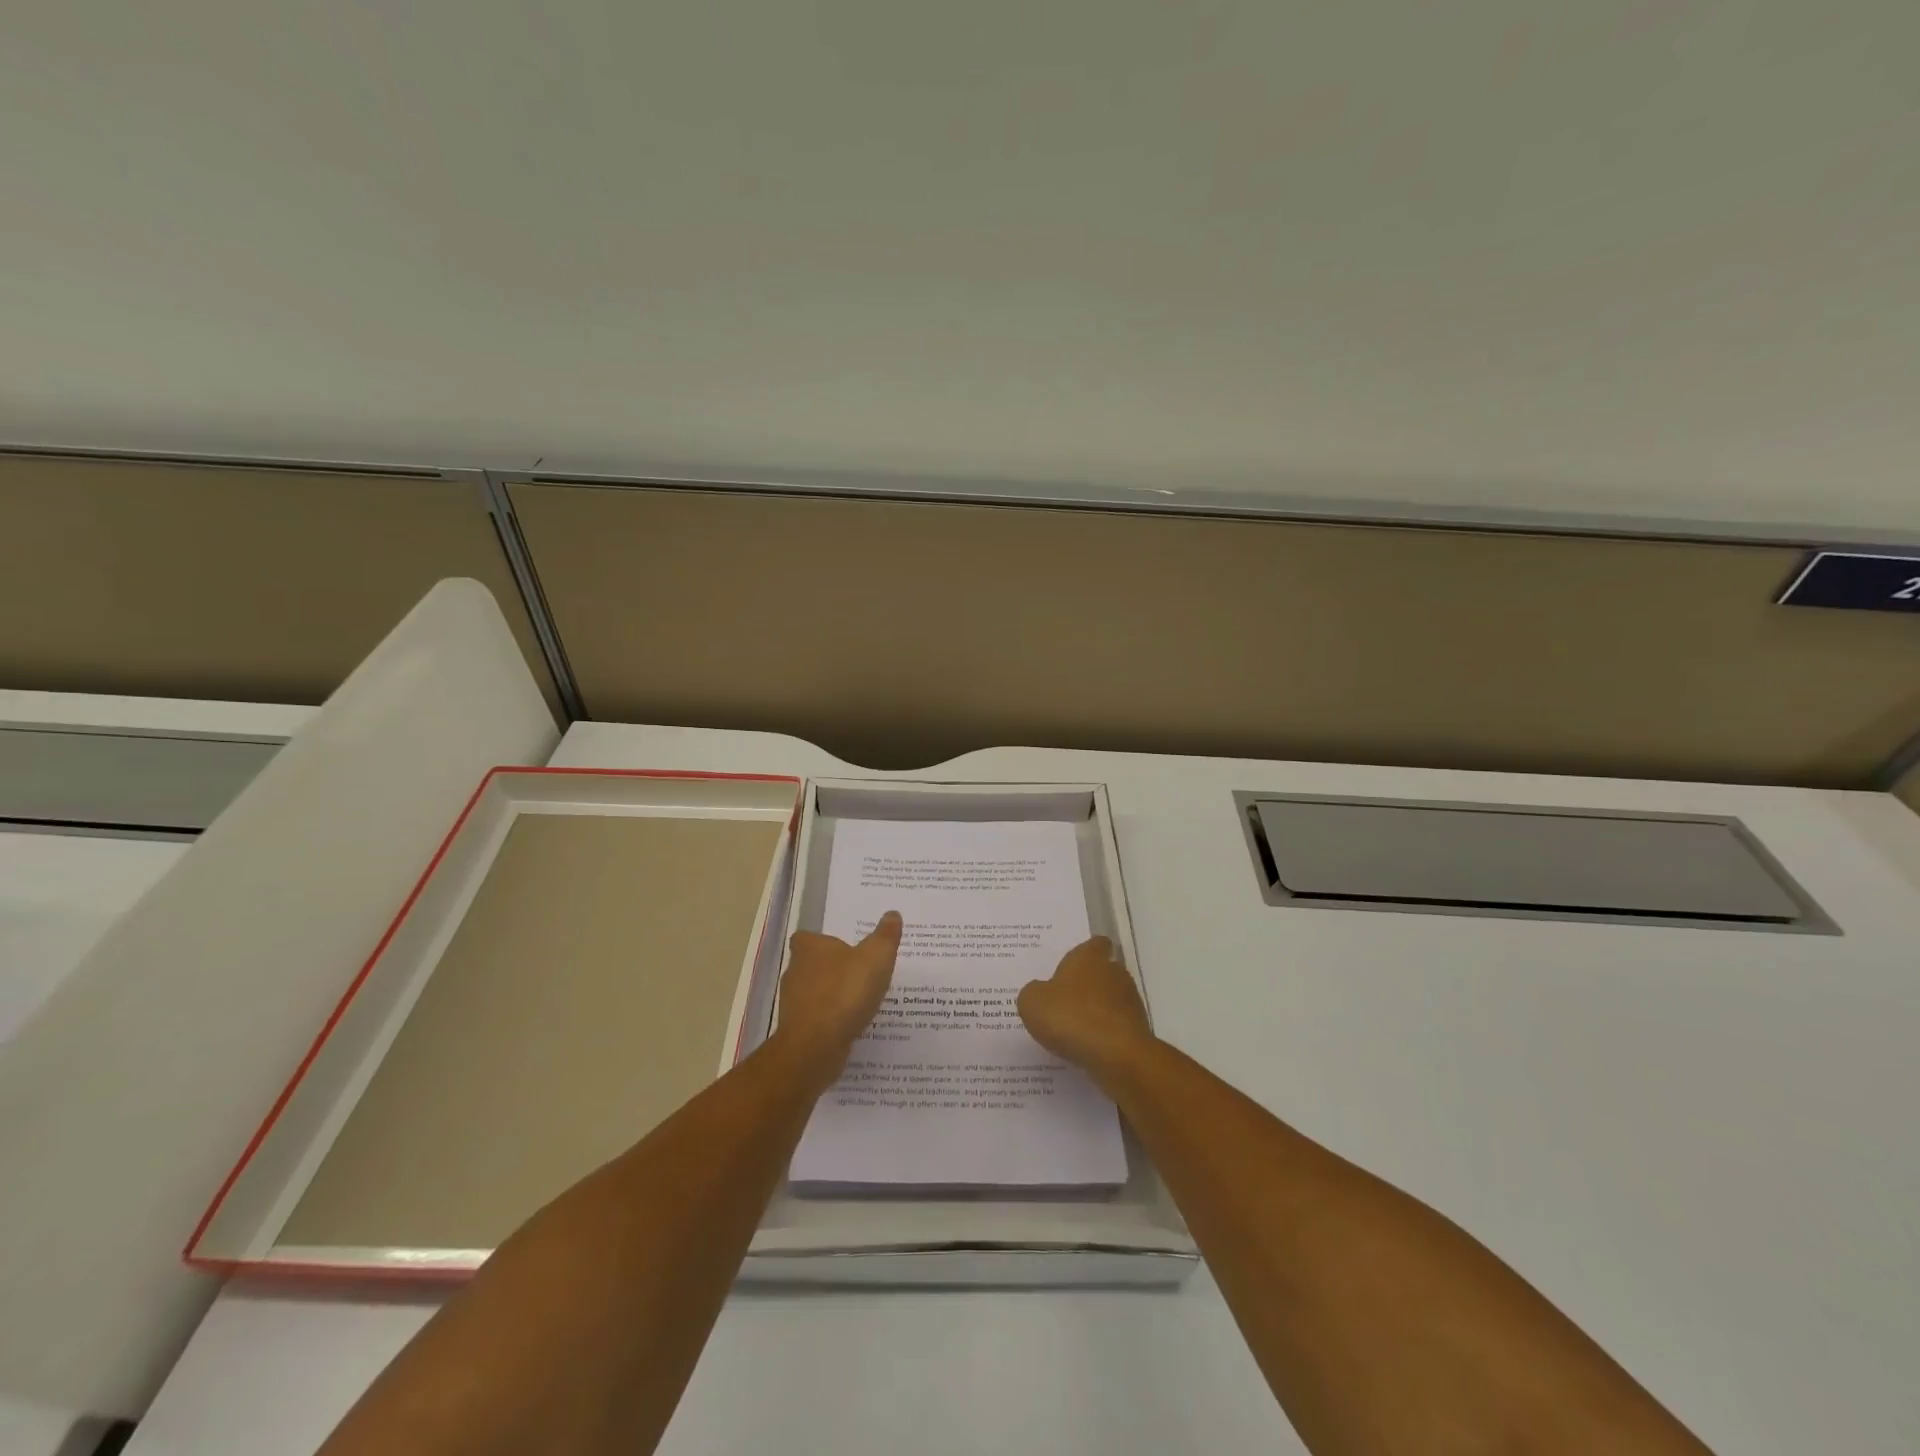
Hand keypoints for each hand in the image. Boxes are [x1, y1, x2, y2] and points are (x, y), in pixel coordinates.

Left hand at [772, 911, 902, 1091]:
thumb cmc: (845, 992)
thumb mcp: (876, 957)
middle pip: (810, 965)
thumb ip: (885, 936)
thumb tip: (892, 913)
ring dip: (831, 996)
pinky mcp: (796, 1030)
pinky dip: (830, 1020)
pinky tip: (850, 1025)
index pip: (807, 937)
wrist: (816, 1046)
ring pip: (813, 993)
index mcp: (810, 948)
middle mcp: (795, 971)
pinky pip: (816, 1019)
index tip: (842, 948)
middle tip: (857, 973)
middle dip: (830, 969)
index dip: (822, 942)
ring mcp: (792, 1003)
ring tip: (859, 1001)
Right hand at [1017, 936, 1156, 1084]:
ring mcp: (1130, 1001)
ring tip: (1074, 1029)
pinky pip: (1117, 1026)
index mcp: (1089, 958)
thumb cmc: (1071, 1017)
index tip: (1071, 966)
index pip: (1095, 944)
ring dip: (1097, 1010)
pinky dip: (1105, 1033)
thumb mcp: (1033, 1002)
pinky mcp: (1138, 1029)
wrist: (1117, 1056)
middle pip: (1103, 971)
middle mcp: (1114, 972)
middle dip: (1088, 984)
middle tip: (1064, 1000)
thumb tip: (1041, 992)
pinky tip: (1088, 1048)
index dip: (1085, 952)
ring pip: (1111, 999)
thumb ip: (1034, 992)